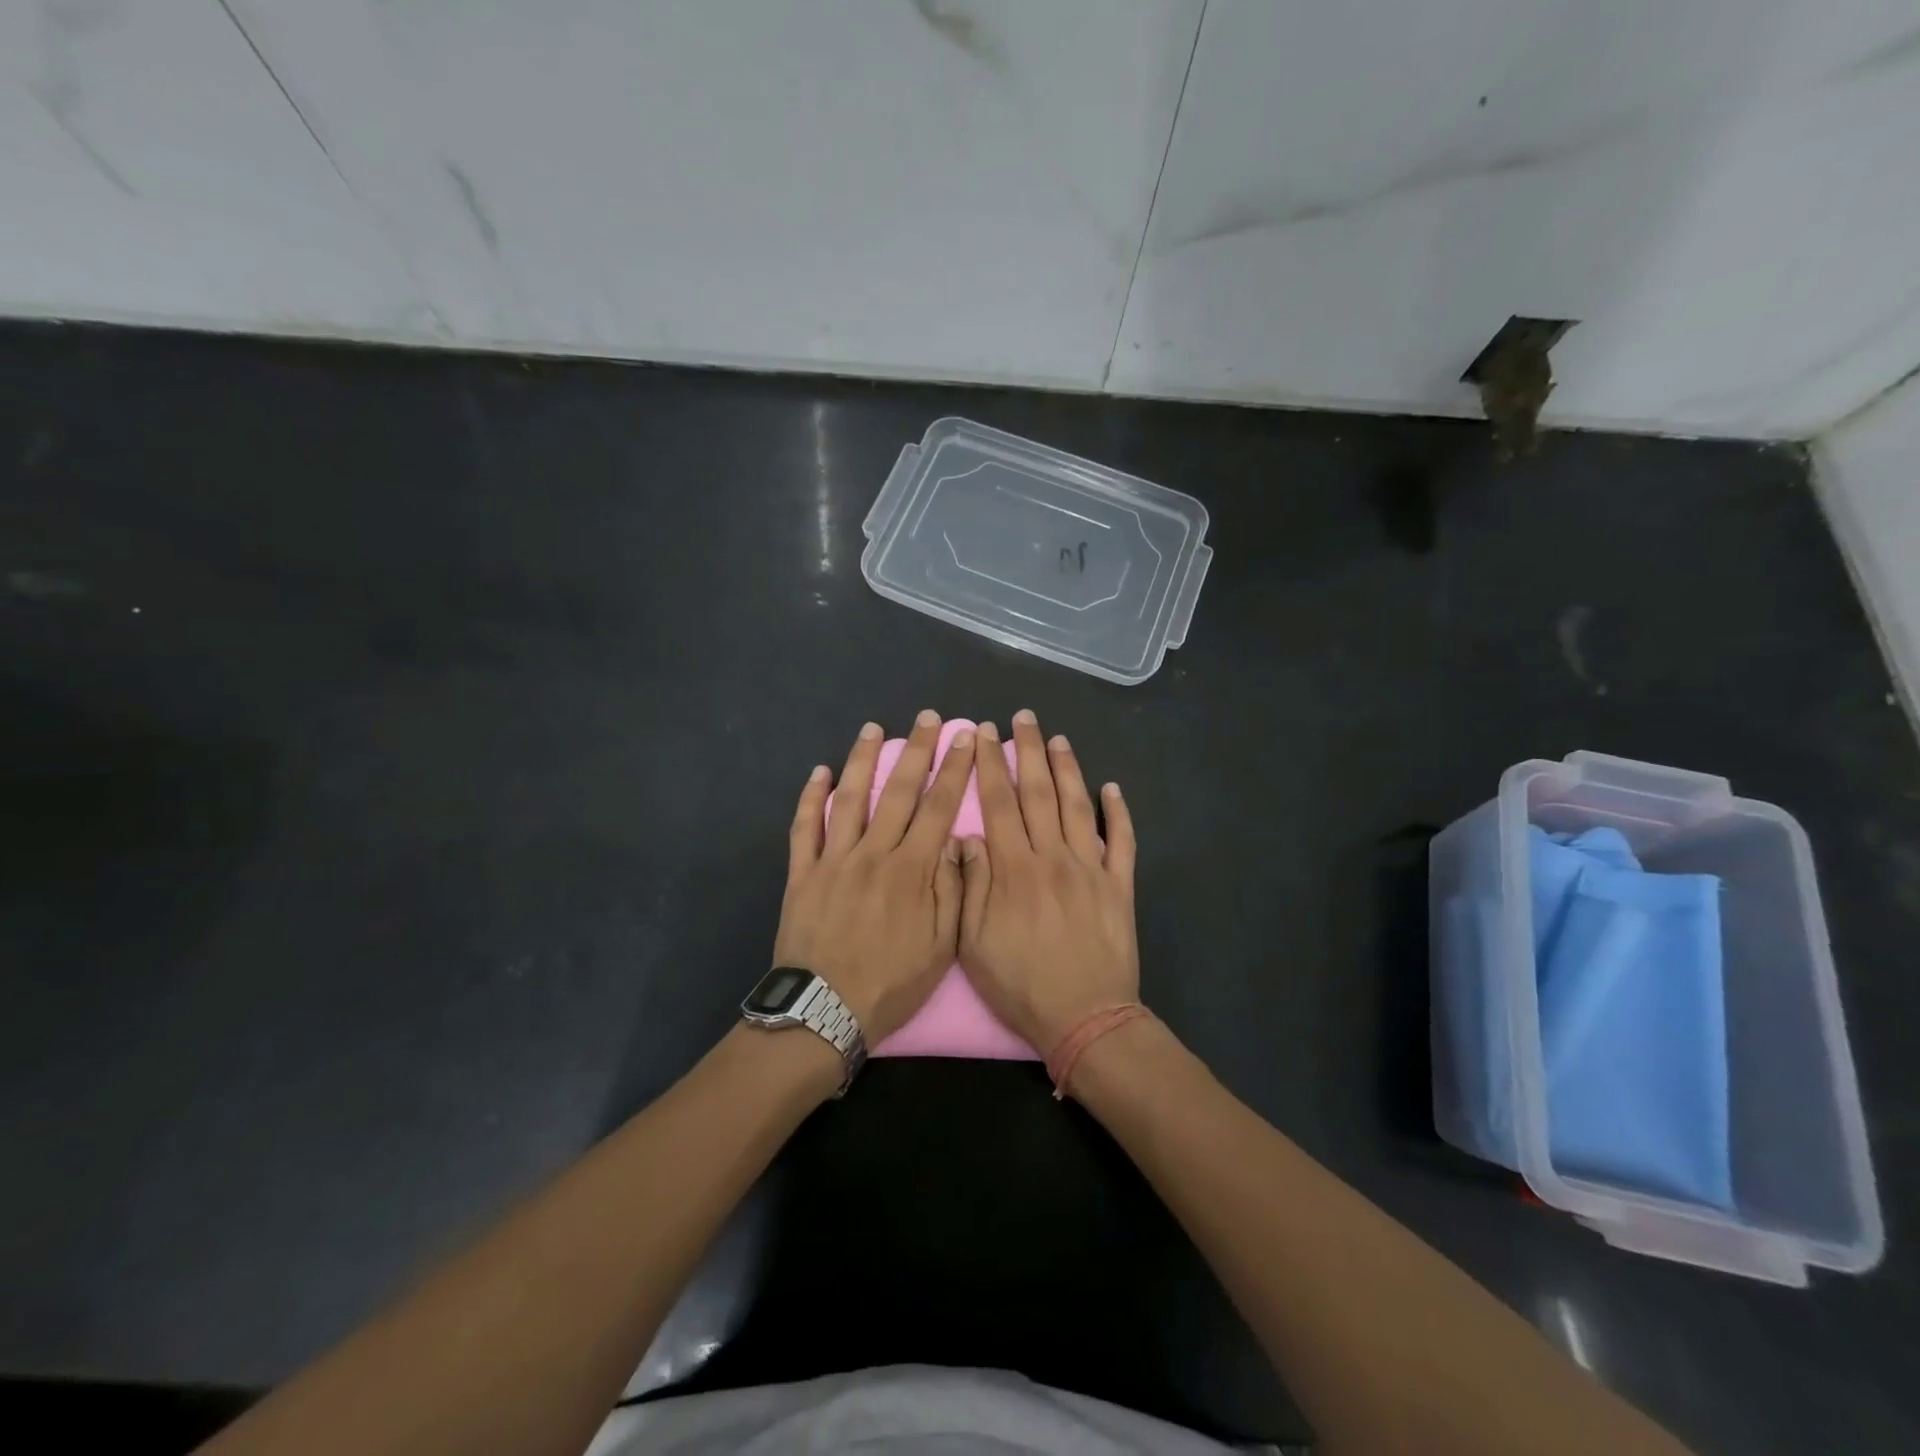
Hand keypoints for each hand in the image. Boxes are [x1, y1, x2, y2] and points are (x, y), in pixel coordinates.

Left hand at [773, 711, 973, 1042]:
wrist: (825, 1012)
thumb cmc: (891, 983)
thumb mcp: (941, 947)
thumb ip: (953, 890)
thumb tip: (961, 841)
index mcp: (912, 870)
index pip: (939, 808)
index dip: (954, 770)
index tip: (964, 739)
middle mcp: (874, 854)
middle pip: (898, 792)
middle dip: (916, 751)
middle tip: (927, 718)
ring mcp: (834, 860)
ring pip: (850, 799)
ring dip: (862, 760)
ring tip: (872, 729)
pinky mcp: (803, 874)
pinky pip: (805, 828)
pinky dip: (811, 798)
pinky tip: (818, 772)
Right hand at [957, 710, 1139, 1050]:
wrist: (1085, 1018)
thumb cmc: (1021, 984)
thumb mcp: (974, 942)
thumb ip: (970, 884)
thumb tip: (966, 836)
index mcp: (1014, 868)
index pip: (998, 803)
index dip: (990, 764)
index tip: (984, 733)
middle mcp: (1053, 857)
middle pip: (1039, 793)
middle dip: (1028, 751)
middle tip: (1024, 717)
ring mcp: (1091, 868)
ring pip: (1078, 807)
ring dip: (1068, 769)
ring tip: (1059, 739)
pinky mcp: (1120, 886)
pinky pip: (1123, 841)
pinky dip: (1120, 813)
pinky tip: (1113, 788)